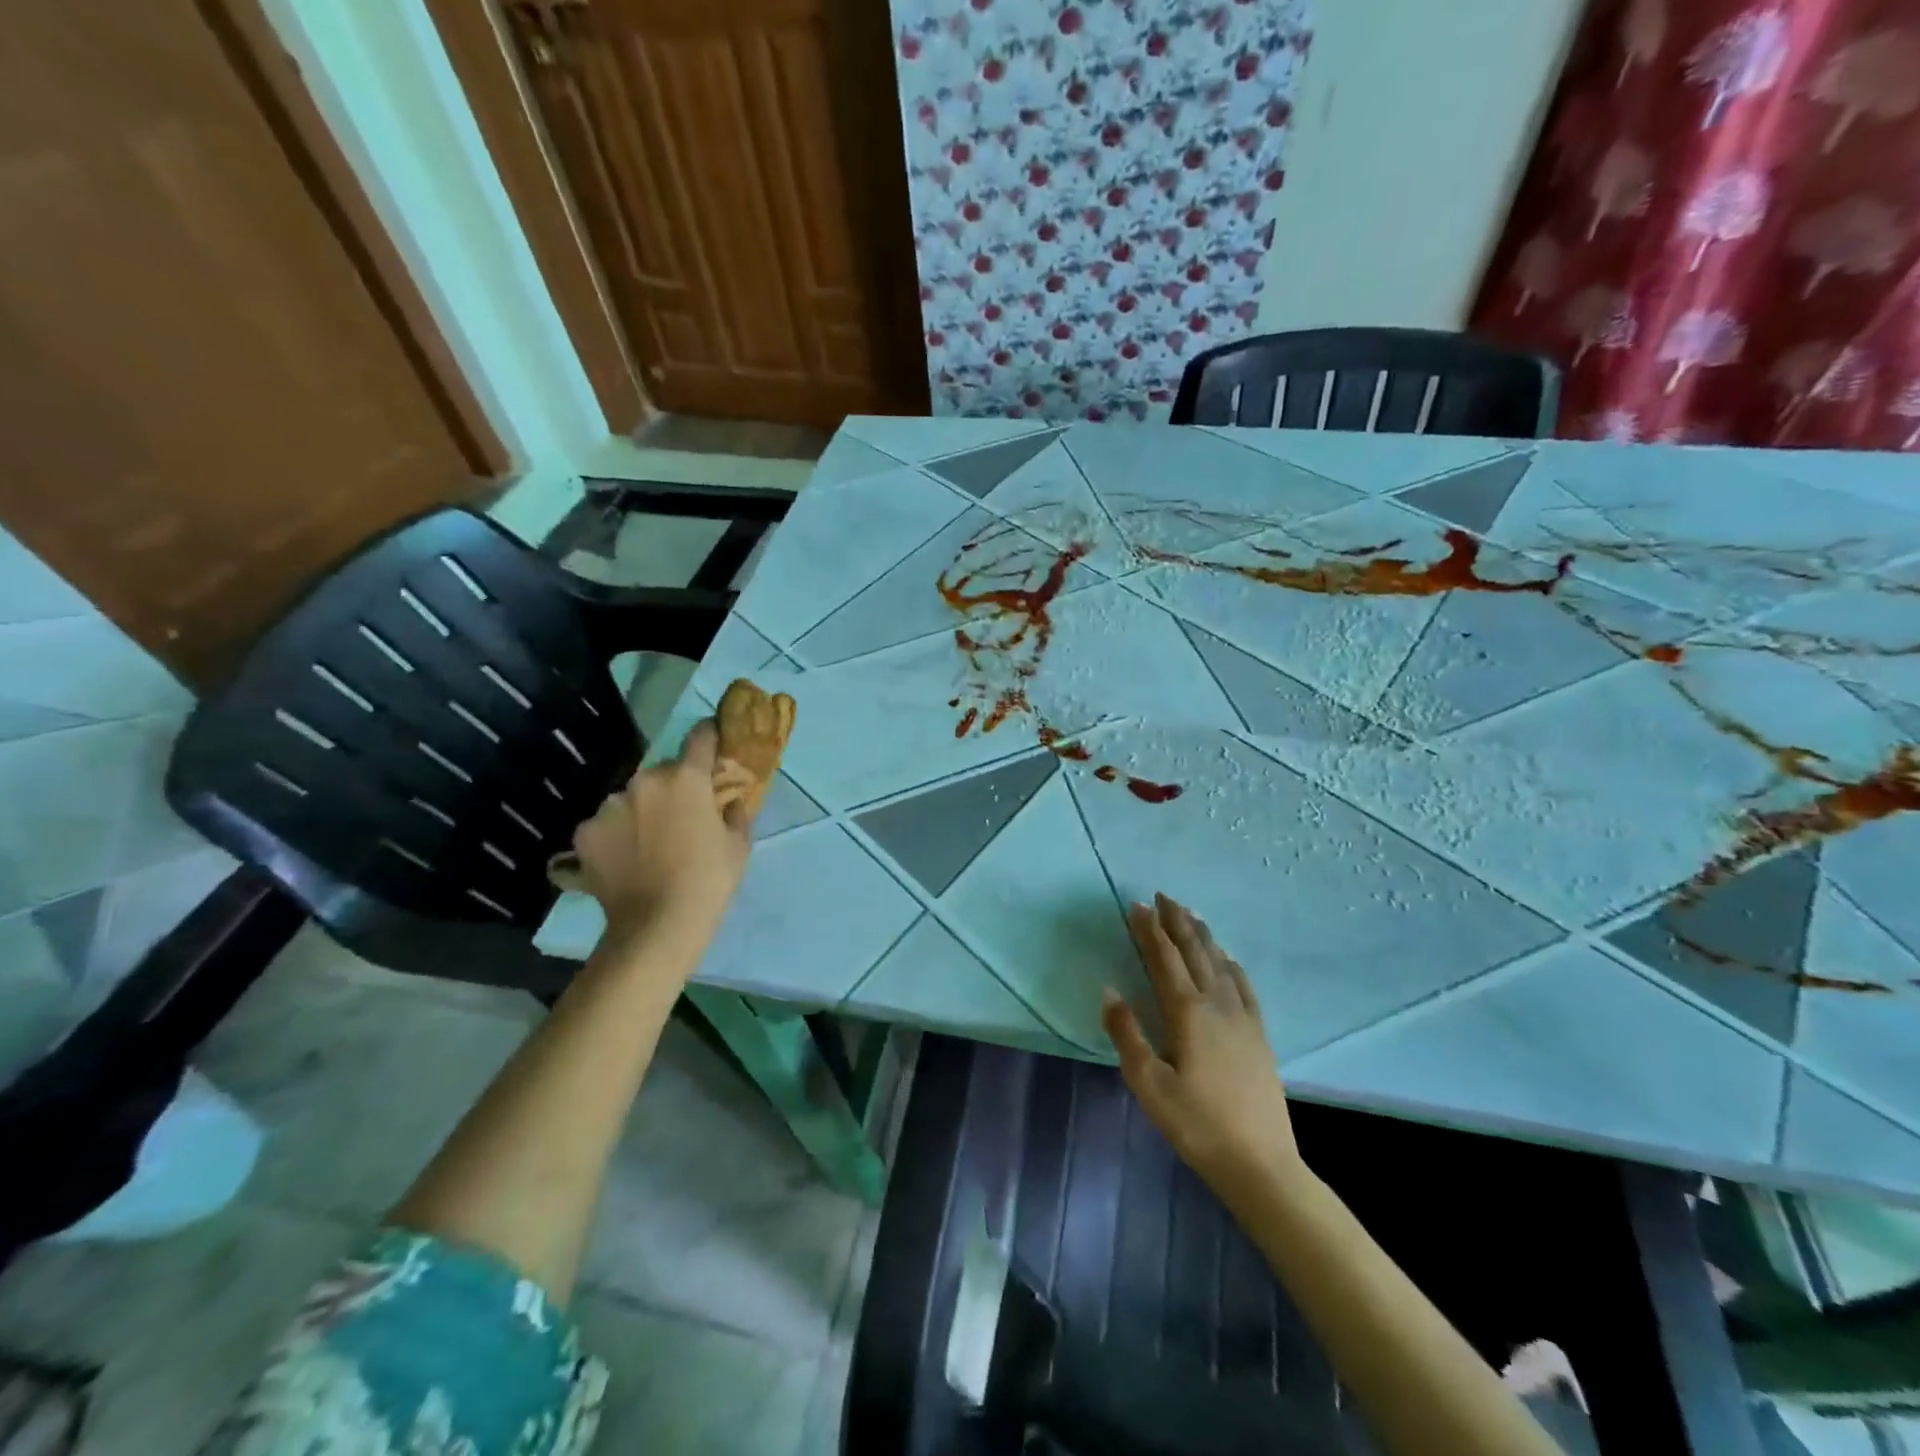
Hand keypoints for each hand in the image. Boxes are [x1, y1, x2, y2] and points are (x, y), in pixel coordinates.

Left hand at [572, 720, 750, 947]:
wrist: (656, 926)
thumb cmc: (709, 881)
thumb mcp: (738, 845)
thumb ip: (734, 811)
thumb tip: (728, 799)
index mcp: (686, 778)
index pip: (700, 737)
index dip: (709, 735)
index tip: (713, 739)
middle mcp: (644, 781)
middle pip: (662, 772)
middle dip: (673, 786)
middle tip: (681, 816)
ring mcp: (609, 806)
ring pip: (631, 797)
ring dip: (641, 810)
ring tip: (648, 844)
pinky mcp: (584, 832)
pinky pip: (606, 824)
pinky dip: (615, 834)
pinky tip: (625, 859)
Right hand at [1103, 894, 1301, 1193]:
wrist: (1260, 1163)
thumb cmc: (1196, 1124)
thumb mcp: (1149, 1084)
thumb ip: (1127, 1033)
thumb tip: (1109, 990)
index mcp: (1187, 1012)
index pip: (1164, 959)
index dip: (1150, 930)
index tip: (1137, 906)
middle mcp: (1216, 1004)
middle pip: (1195, 951)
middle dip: (1177, 922)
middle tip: (1163, 896)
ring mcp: (1242, 1017)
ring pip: (1220, 962)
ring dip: (1202, 935)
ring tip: (1190, 914)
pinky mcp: (1259, 1034)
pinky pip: (1243, 985)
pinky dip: (1230, 963)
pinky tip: (1227, 958)